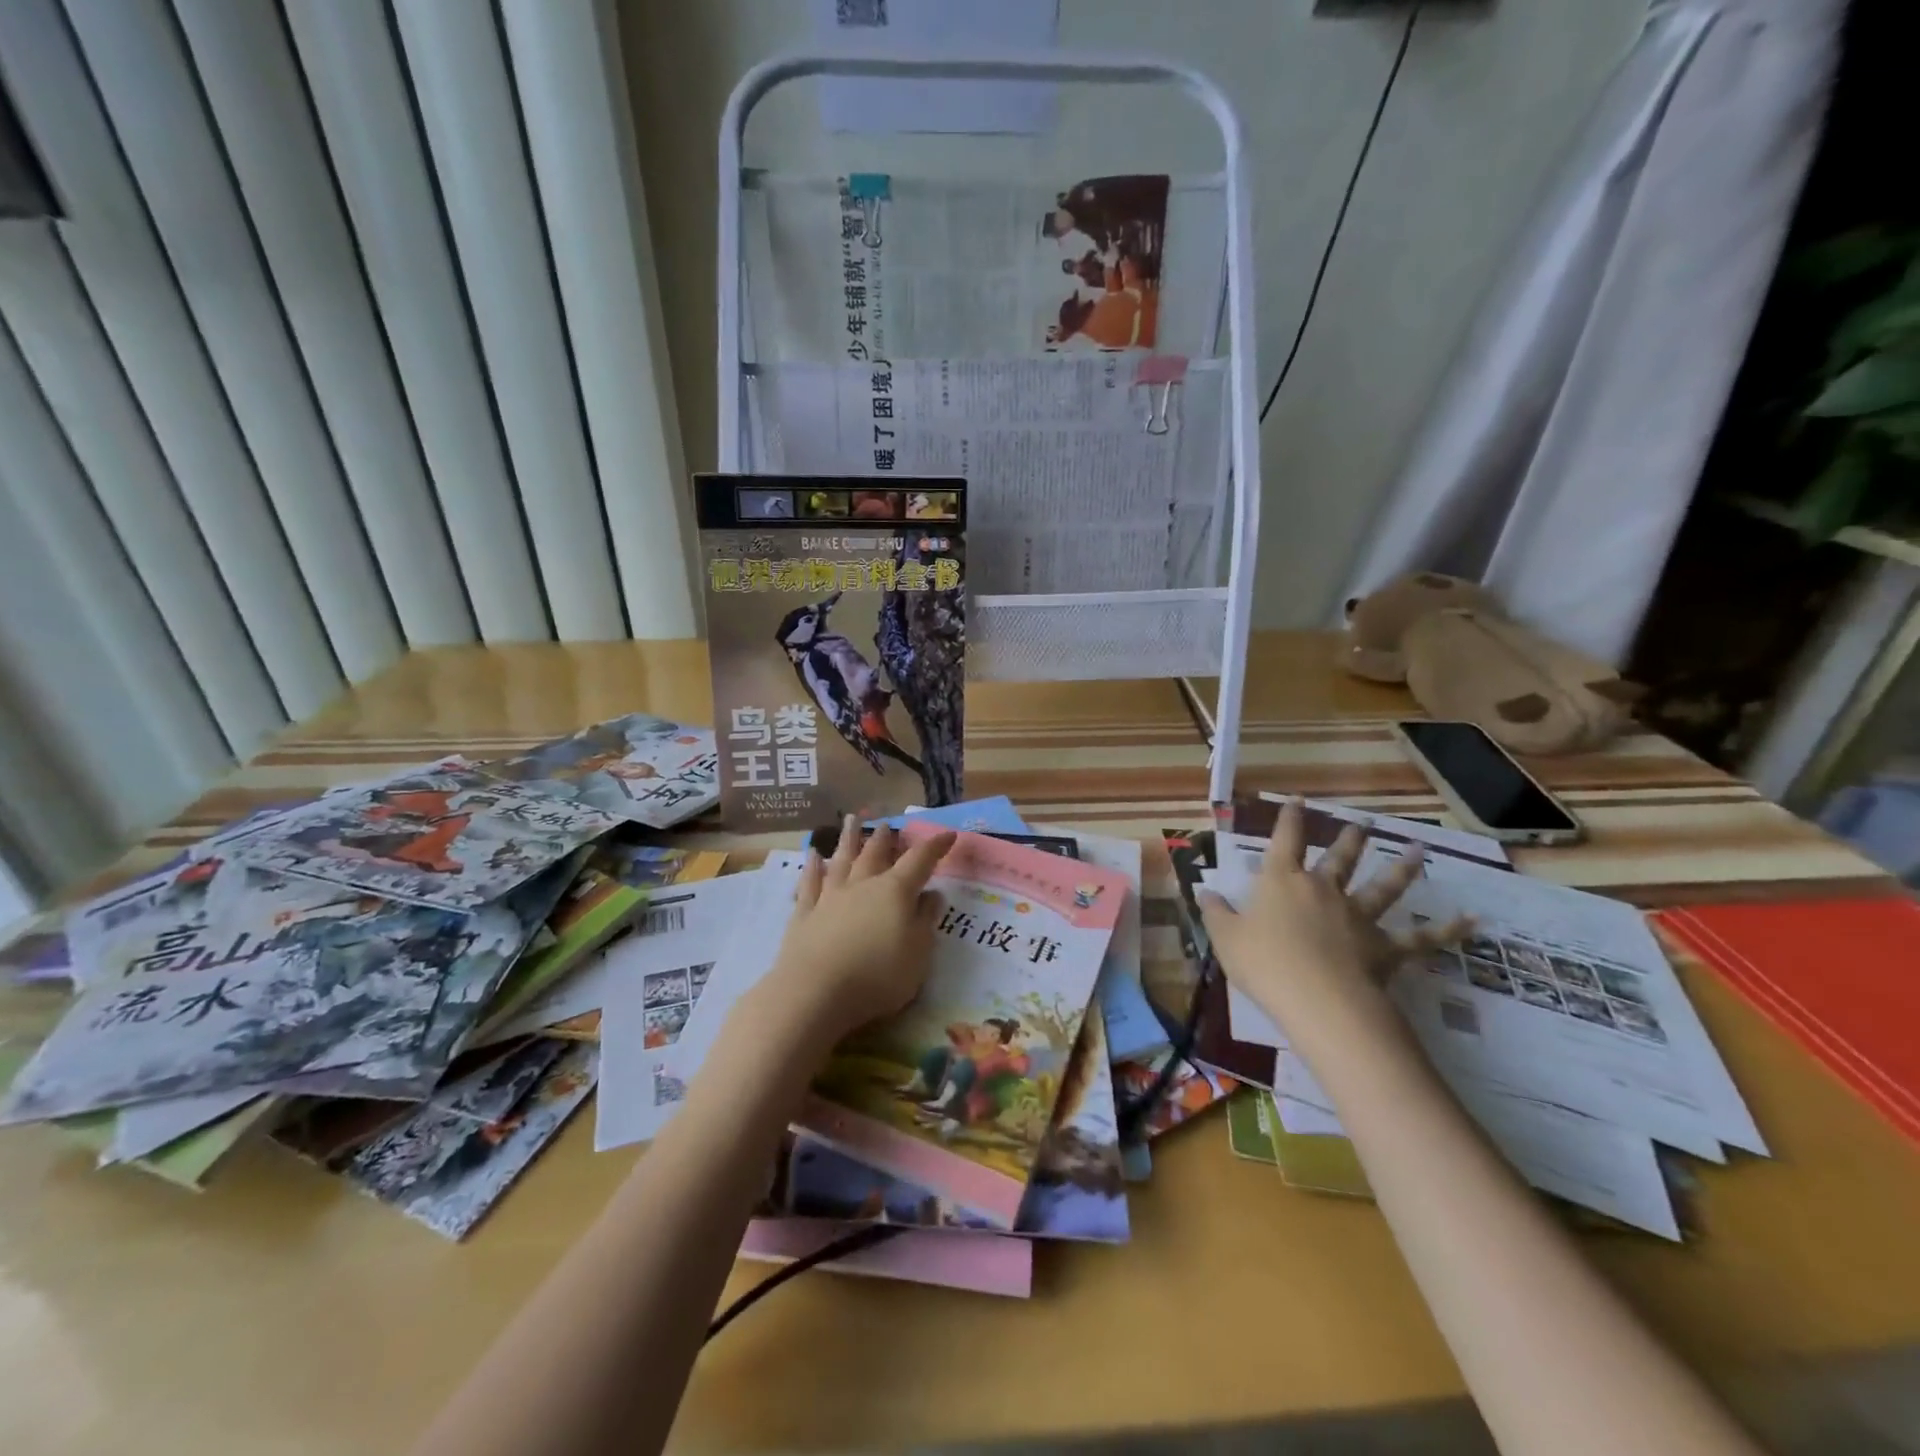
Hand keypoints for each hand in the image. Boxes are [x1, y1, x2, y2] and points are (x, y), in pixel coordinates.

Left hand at [752, 818, 954, 1049]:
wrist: (816, 992)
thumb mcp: (918, 953)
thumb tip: (932, 895)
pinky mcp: (804, 914)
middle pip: (875, 854)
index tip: (948, 835)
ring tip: (851, 820)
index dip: (935, 846)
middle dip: (884, 838)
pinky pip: (809, 883)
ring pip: (842, 860)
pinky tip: (812, 855)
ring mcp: (830, 897)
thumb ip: (926, 921)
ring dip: (848, 839)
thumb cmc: (878, 976)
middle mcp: (862, 885)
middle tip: (887, 824)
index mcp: (895, 892)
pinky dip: (812, 867)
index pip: (920, 861)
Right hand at [1197, 800, 1466, 1046]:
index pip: (1284, 841)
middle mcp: (1322, 890)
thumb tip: (1206, 892)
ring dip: (1401, 867)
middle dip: (1347, 838)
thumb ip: (1217, 913)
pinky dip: (1448, 929)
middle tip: (1360, 823)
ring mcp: (1358, 917)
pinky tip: (1473, 920)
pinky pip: (1421, 938)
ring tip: (1417, 849)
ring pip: (1383, 887)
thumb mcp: (1225, 938)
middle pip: (1337, 858)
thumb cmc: (1263, 964)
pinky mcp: (1385, 948)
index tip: (1297, 800)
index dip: (1289, 819)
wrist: (1317, 999)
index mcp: (1281, 882)